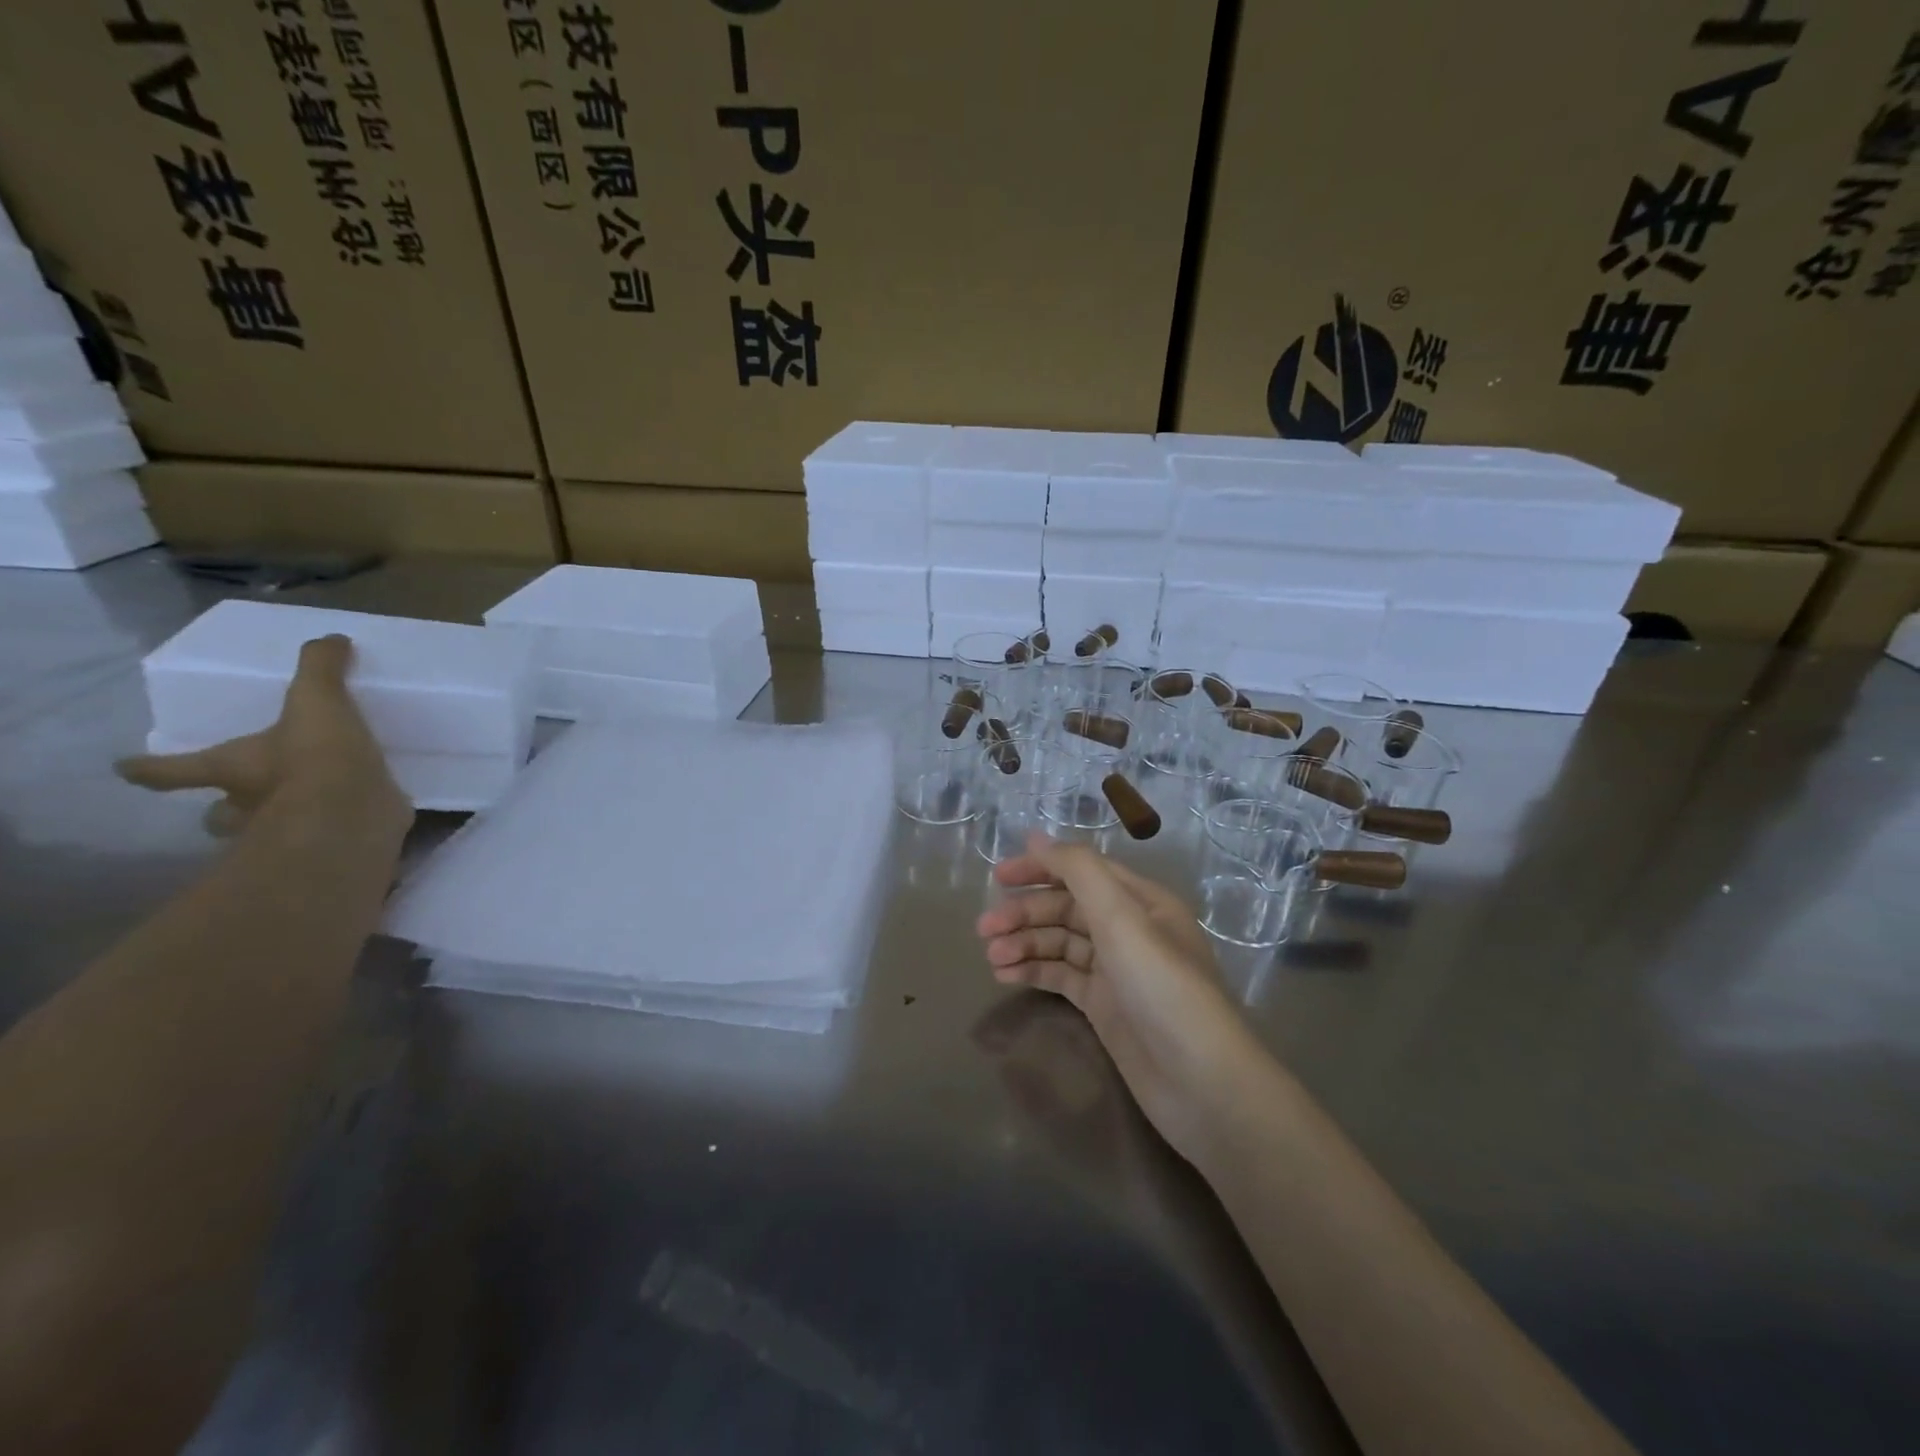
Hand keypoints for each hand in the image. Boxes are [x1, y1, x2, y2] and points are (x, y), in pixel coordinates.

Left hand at [116, 634, 409, 837]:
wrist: (352, 814)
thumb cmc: (315, 758)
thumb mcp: (317, 700)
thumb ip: (320, 668)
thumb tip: (330, 638)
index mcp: (230, 767)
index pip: (172, 769)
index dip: (149, 768)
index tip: (126, 769)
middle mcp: (247, 804)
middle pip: (217, 811)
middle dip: (224, 807)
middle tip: (242, 798)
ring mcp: (286, 831)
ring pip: (266, 830)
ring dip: (279, 821)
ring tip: (310, 807)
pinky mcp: (330, 845)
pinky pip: (327, 836)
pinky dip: (338, 829)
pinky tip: (359, 817)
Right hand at [976, 832, 1266, 1160]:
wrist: (1201, 1083)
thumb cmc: (1163, 988)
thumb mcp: (1121, 918)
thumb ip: (1079, 871)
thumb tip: (1037, 836)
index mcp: (1141, 901)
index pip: (1083, 870)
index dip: (1040, 867)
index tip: (998, 877)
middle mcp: (1129, 929)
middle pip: (1067, 908)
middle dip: (1025, 914)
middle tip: (984, 929)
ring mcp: (1116, 970)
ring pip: (1060, 943)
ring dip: (1024, 944)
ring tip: (991, 958)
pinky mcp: (1104, 1006)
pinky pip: (1062, 976)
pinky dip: (1034, 971)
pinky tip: (1005, 976)